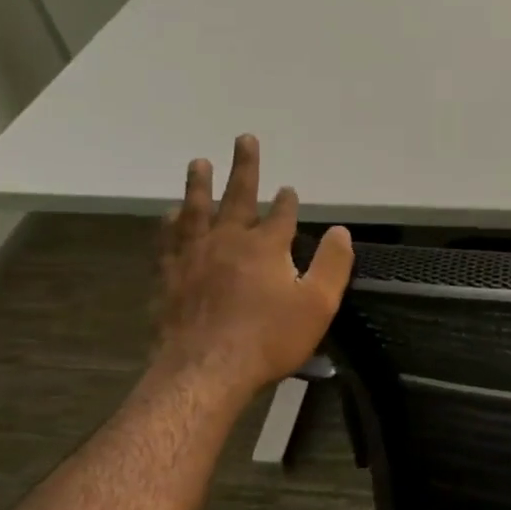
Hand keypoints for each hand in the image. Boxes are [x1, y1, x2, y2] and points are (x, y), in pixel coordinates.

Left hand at [152, 135, 353, 394]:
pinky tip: (169, 215)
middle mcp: (227, 240)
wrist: (206, 371)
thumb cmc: (269, 339)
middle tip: (243, 139)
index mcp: (266, 246)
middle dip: (244, 166)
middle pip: (237, 196)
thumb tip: (342, 230)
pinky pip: (168, 239)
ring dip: (199, 184)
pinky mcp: (169, 276)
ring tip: (198, 163)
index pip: (281, 214)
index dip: (288, 201)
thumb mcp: (318, 304)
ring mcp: (193, 256)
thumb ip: (333, 264)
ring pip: (195, 209)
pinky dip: (170, 223)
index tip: (290, 189)